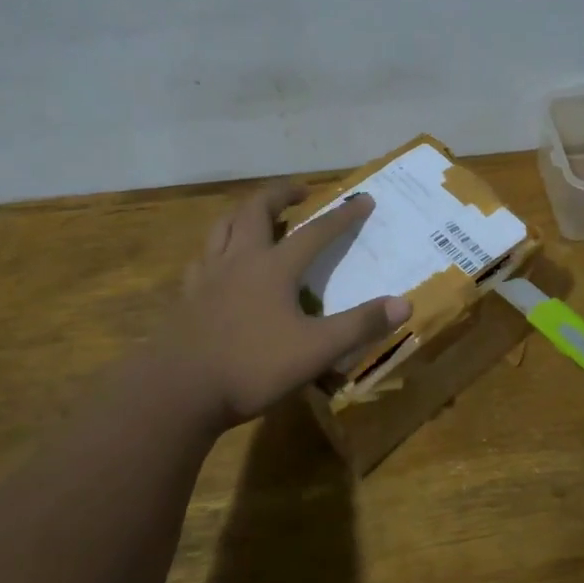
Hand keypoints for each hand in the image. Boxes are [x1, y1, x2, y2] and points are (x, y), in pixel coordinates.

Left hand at [172, 182, 410, 424]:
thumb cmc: (252, 367)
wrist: (179, 391)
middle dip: (281, 194)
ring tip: (257, 215)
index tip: (363, 200)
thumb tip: (404, 304)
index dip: (343, 215)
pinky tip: (219, 261)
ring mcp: (208, 276)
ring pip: (224, 227)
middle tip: (299, 191)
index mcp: (274, 268)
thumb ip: (359, 326)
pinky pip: (203, 258)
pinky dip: (217, 247)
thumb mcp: (316, 350)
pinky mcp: (187, 297)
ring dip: (244, 213)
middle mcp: (240, 260)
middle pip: (257, 211)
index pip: (316, 232)